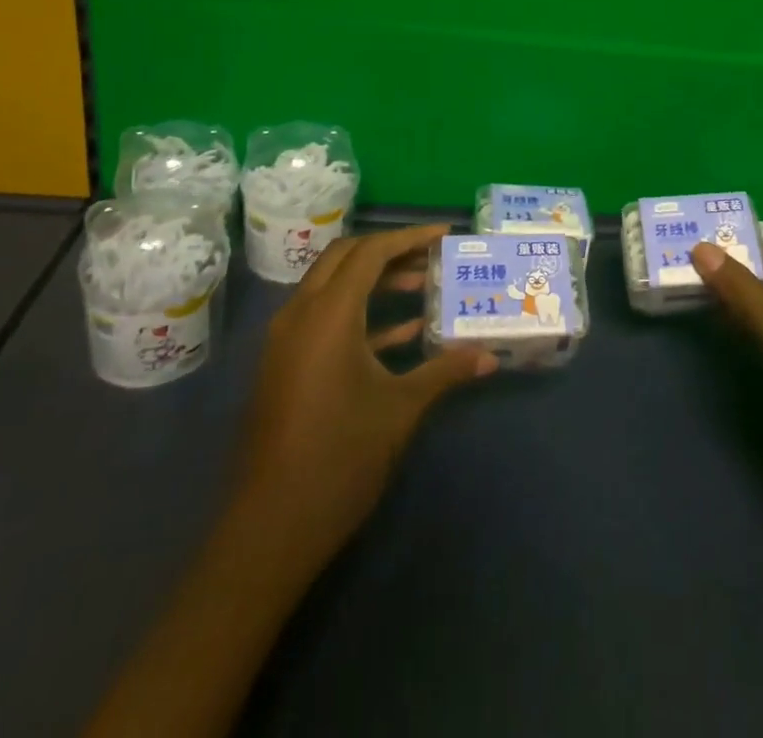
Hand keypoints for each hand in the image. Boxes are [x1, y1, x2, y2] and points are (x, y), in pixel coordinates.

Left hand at [234, 224, 493, 578]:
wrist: (272, 527)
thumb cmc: (341, 457)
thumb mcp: (401, 408)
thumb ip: (445, 372)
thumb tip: (490, 356)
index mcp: (328, 314)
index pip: (369, 252)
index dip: (409, 237)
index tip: (444, 234)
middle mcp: (301, 315)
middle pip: (345, 259)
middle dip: (390, 251)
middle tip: (432, 257)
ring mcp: (288, 341)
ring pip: (333, 287)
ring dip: (375, 282)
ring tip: (423, 288)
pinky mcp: (287, 364)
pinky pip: (325, 319)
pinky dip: (361, 314)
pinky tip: (403, 331)